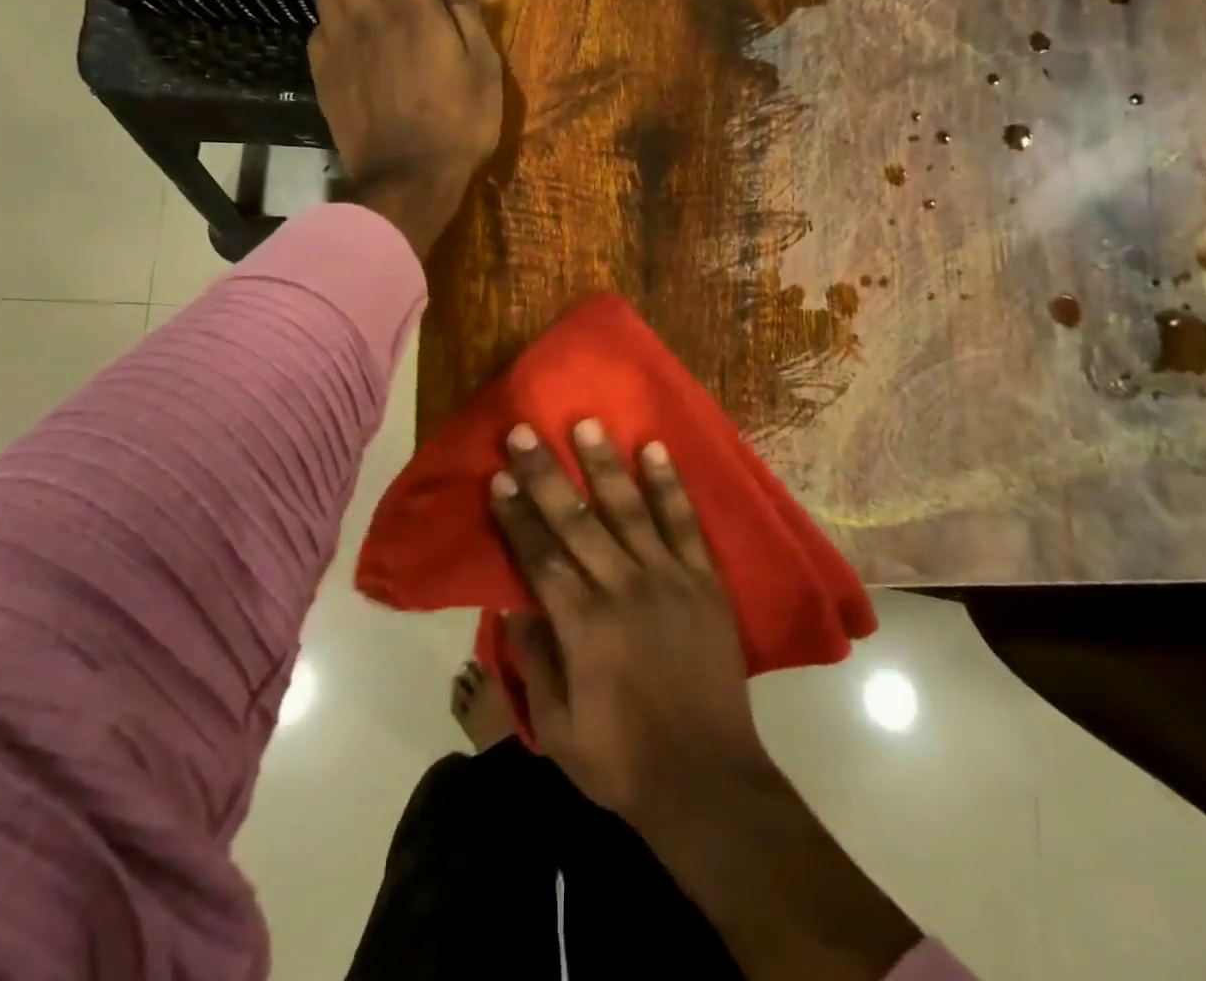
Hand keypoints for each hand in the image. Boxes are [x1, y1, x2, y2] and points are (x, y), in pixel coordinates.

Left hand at [311, 0, 501, 254]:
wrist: (406, 181)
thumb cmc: (459, 125)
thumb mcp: (481, 65)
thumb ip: (464, 3)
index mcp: (410, 8)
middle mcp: (366, 14)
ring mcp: (339, 45)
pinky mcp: (324, 74)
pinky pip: (320, 26)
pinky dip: (329, 7)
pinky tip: (339, 13)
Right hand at [487, 420, 770, 822]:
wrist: (708, 781)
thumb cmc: (622, 760)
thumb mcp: (558, 726)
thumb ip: (533, 660)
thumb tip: (511, 604)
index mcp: (583, 626)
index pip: (540, 557)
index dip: (516, 516)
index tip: (498, 477)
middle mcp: (623, 589)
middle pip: (577, 521)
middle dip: (546, 474)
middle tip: (525, 431)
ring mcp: (668, 579)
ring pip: (630, 509)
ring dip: (605, 464)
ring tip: (587, 423)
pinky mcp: (704, 581)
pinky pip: (685, 524)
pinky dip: (670, 486)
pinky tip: (656, 450)